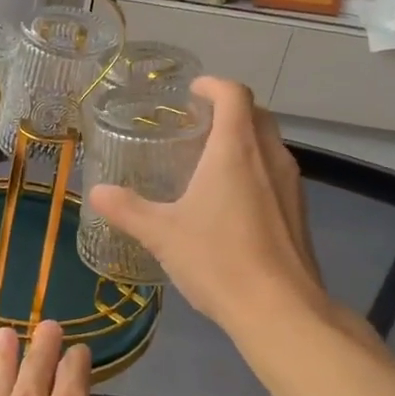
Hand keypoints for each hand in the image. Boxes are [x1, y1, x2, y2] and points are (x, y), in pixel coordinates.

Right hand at [85, 77, 331, 339]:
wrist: (280, 309)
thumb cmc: (218, 259)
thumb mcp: (162, 234)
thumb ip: (127, 209)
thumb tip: (95, 192)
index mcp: (236, 149)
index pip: (233, 94)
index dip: (213, 85)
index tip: (192, 91)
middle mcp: (269, 157)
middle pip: (256, 114)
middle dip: (229, 109)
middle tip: (197, 124)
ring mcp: (291, 185)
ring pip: (269, 145)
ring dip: (245, 140)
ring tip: (211, 160)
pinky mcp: (299, 213)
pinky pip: (276, 174)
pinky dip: (255, 169)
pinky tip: (232, 202)